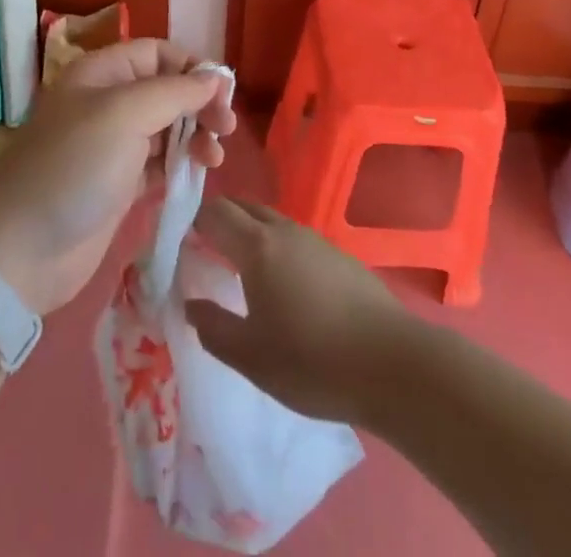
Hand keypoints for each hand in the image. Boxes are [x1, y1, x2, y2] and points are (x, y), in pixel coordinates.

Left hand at [0, 39, 235, 314]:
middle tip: (226, 128)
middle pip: (166, 89)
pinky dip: (181, 164)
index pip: (157, 53)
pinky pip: (160, 163)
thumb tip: (214, 77)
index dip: (191, 67)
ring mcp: (113, 146)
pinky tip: (198, 174)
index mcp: (102, 73)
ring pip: (167, 127)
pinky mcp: (119, 185)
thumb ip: (174, 91)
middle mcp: (107, 103)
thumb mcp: (124, 114)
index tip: (222, 93)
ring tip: (214, 158)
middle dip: (199, 104)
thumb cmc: (74, 166)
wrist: (22, 249)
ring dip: (195, 136)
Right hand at [184, 197, 407, 424]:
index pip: (214, 212)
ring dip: (247, 232)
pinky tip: (280, 283)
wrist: (393, 363)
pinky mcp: (337, 255)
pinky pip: (292, 238)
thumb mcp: (251, 357)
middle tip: (202, 249)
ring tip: (237, 268)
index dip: (192, 220)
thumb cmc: (313, 360)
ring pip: (269, 221)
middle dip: (218, 219)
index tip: (178, 241)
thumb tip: (189, 304)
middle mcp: (283, 230)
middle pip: (242, 207)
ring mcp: (314, 239)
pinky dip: (273, 246)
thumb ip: (213, 328)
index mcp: (256, 246)